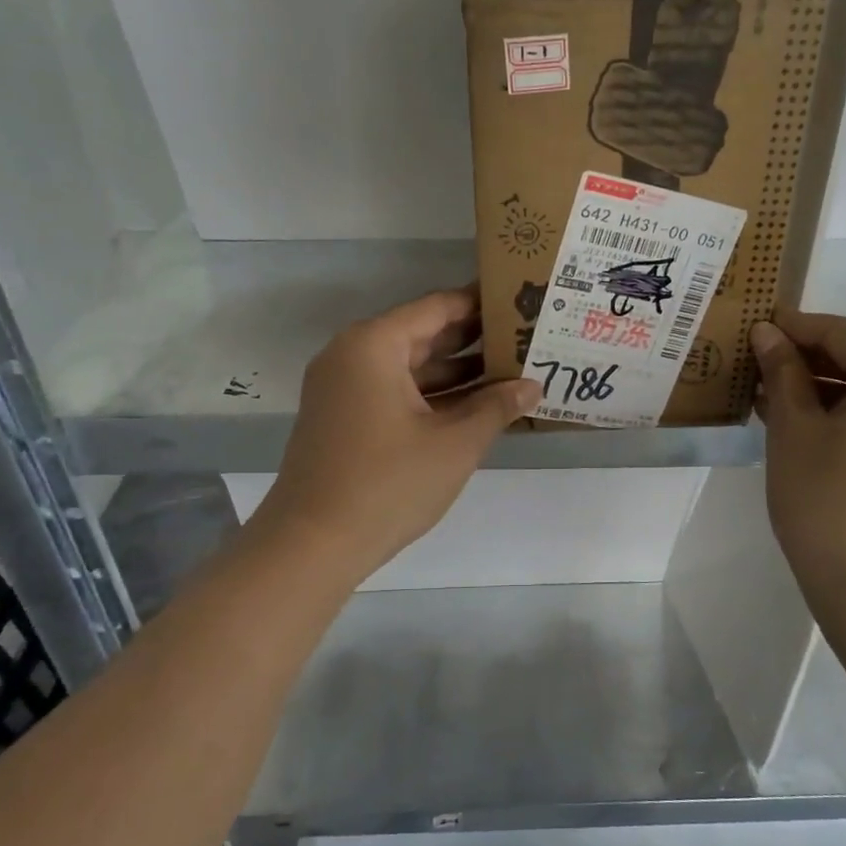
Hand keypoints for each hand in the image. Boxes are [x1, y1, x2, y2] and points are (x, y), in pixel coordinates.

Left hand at [250, 288, 539, 582]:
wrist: (312, 545)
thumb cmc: (388, 484)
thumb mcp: (454, 443)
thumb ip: (497, 407)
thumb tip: (533, 385)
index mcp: (374, 345)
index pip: (437, 308)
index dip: (481, 304)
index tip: (520, 299)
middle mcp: (353, 355)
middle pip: (423, 335)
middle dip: (474, 340)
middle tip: (524, 337)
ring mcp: (344, 388)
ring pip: (410, 367)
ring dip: (457, 372)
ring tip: (512, 371)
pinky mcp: (345, 417)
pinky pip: (396, 392)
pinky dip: (433, 396)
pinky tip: (476, 406)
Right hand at [752, 311, 845, 613]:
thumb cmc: (829, 501)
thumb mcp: (795, 429)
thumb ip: (782, 371)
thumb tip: (767, 332)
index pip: (844, 335)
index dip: (794, 327)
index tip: (754, 323)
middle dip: (808, 362)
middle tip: (756, 364)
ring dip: (825, 392)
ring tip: (769, 397)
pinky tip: (803, 424)